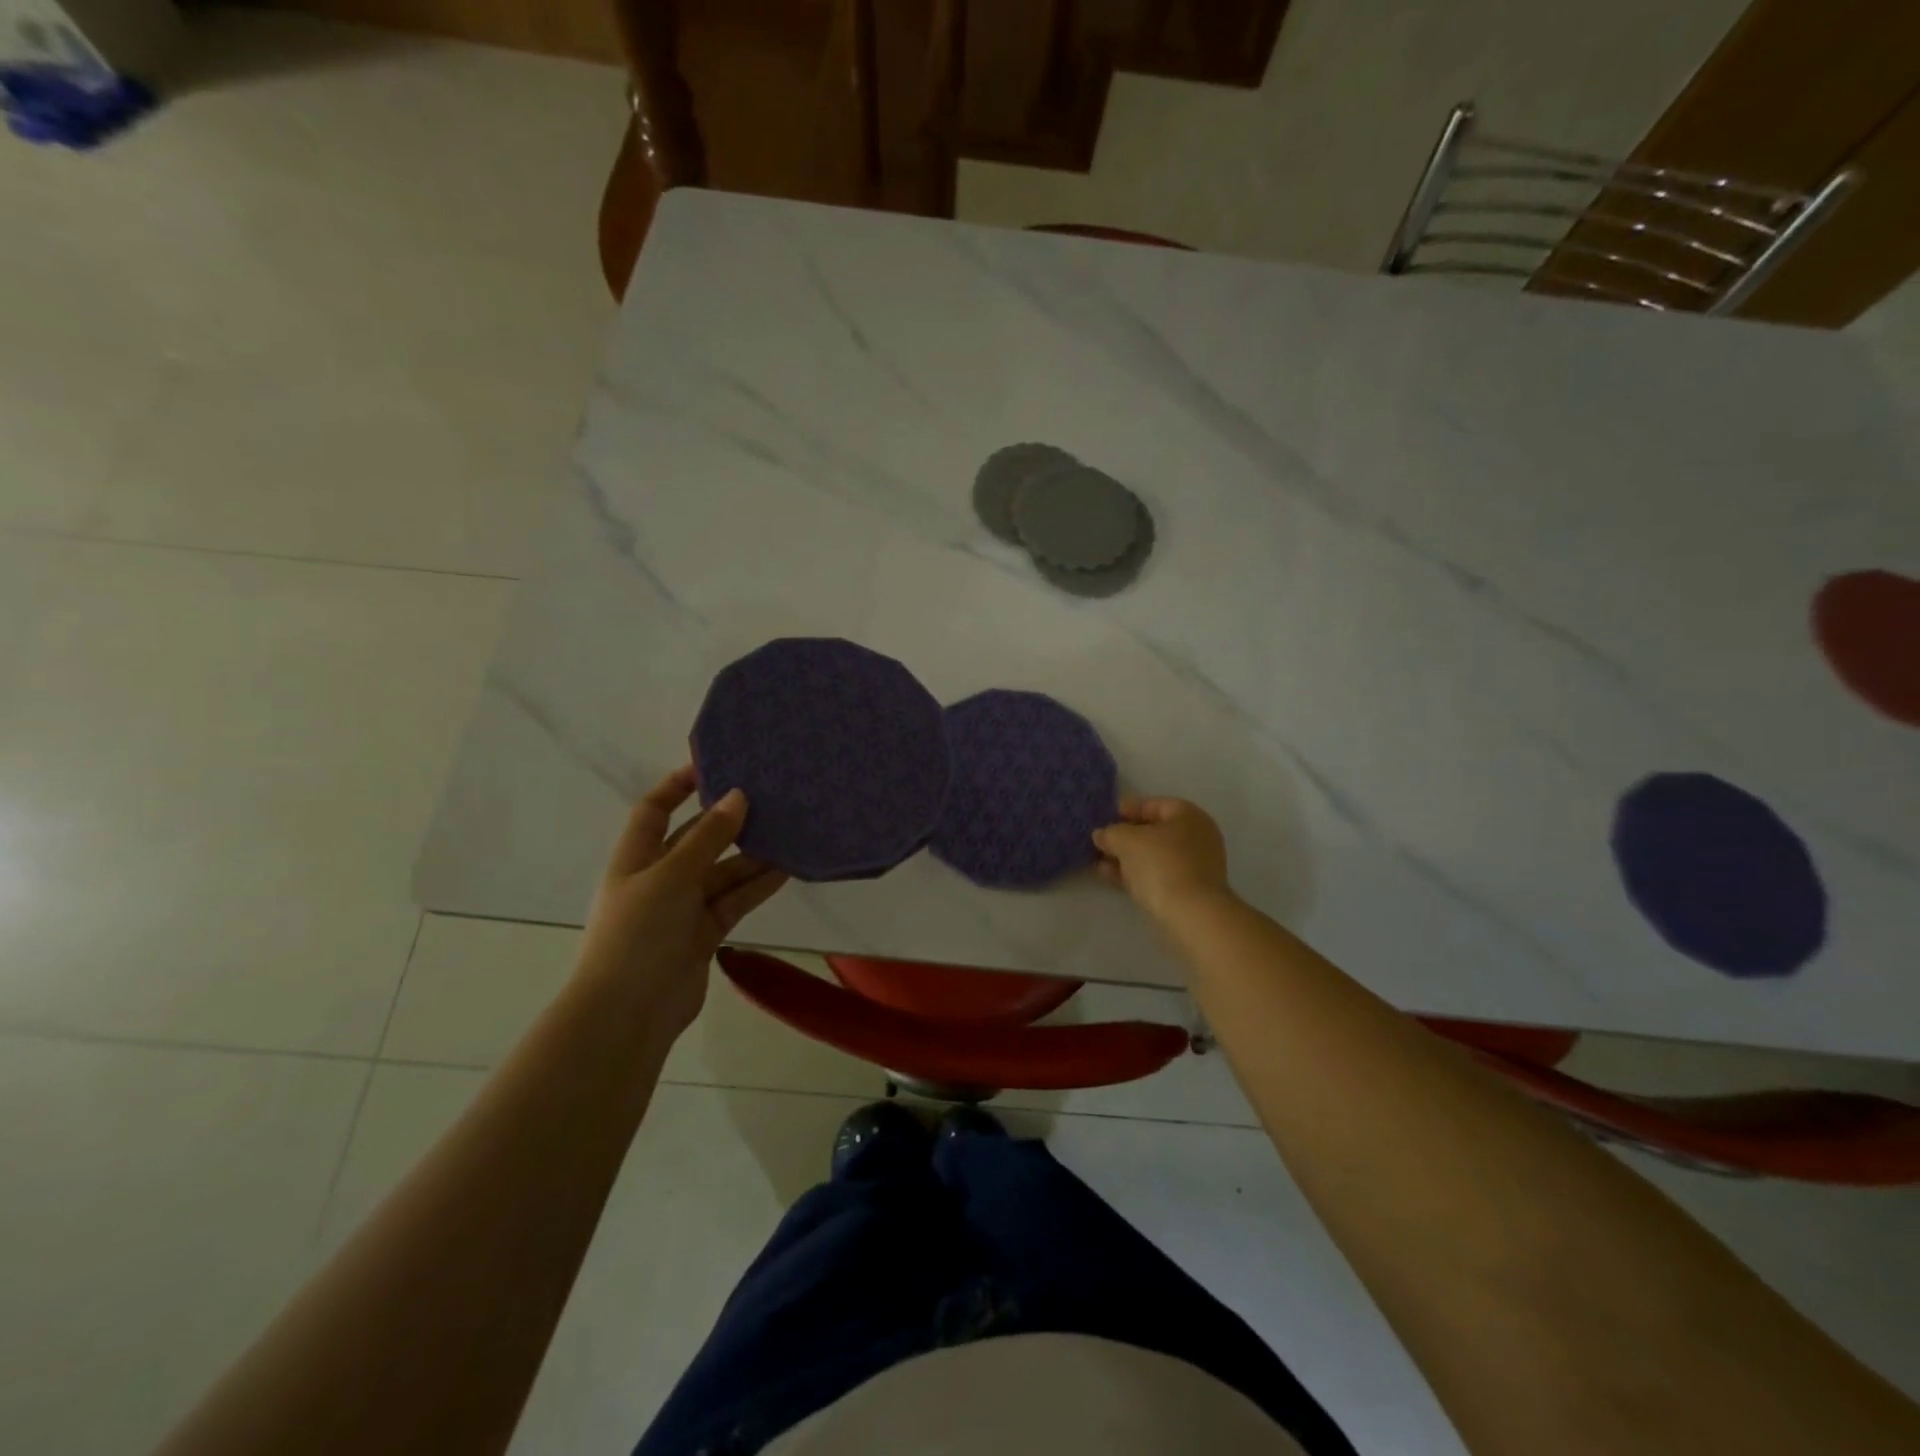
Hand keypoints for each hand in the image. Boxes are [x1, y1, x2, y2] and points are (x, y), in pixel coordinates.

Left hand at [575, 766, 787, 1045]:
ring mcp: (682, 909)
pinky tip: (787, 869)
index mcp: (635, 858)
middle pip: (696, 840)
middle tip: (768, 799)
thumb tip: (738, 795)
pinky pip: (734, 900)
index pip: (655, 810)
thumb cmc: (638, 933)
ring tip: (788, 832)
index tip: (714, 764)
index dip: (678, 785)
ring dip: (751, 856)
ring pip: (722, 872)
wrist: (629, 1014)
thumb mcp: (672, 876)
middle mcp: (658, 879)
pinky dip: (757, 886)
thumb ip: (709, 837)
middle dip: (727, 821)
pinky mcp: (703, 934)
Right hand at [1093, 796, 1232, 921]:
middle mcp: (1196, 836)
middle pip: (1152, 831)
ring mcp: (1194, 865)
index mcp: (1188, 815)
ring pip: (1153, 855)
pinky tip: (1110, 876)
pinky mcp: (1188, 889)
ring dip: (1125, 857)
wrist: (1192, 914)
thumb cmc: (1161, 865)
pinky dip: (1135, 873)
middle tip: (1098, 842)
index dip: (1124, 809)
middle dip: (1123, 837)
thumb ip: (1110, 833)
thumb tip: (1101, 835)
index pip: (1151, 804)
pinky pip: (1156, 874)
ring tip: (1098, 862)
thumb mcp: (1126, 840)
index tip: (1101, 819)